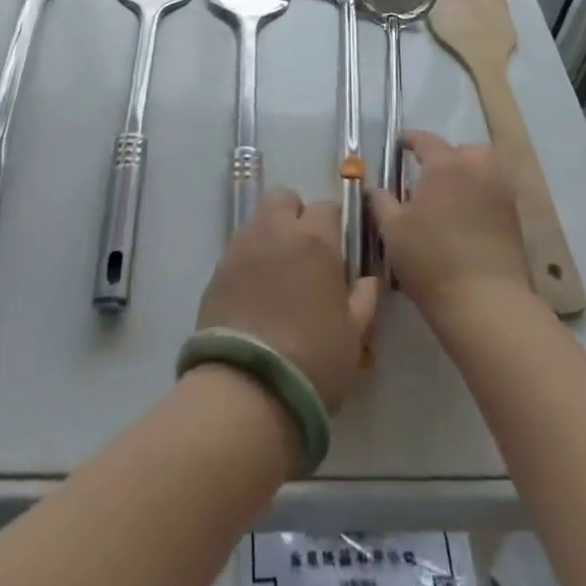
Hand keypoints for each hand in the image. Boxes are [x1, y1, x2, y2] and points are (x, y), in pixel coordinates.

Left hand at [195, 187, 378, 409]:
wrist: (248, 388)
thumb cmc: (313, 360)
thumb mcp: (353, 336)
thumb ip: (363, 300)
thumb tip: (368, 281)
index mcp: (315, 240)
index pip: (327, 207)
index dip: (333, 224)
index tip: (337, 248)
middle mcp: (276, 231)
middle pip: (284, 198)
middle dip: (295, 214)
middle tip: (303, 250)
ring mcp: (242, 246)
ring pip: (258, 219)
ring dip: (270, 234)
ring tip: (278, 272)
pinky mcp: (217, 269)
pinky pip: (238, 248)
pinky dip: (249, 259)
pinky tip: (255, 291)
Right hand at [370, 131, 533, 322]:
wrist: (486, 303)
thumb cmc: (431, 259)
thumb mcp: (393, 230)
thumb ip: (382, 202)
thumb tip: (376, 189)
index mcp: (445, 165)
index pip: (426, 140)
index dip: (411, 139)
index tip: (400, 143)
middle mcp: (477, 171)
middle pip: (466, 150)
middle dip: (450, 155)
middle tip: (431, 174)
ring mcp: (501, 195)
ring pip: (487, 170)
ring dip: (470, 175)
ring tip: (450, 196)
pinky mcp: (515, 222)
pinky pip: (495, 195)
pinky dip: (481, 198)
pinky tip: (465, 219)